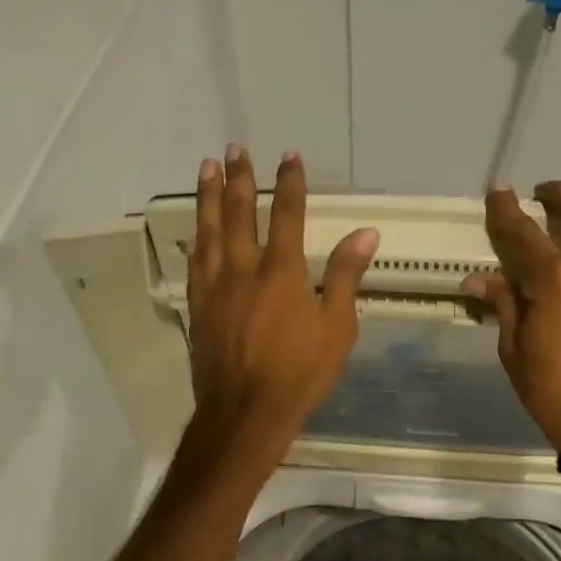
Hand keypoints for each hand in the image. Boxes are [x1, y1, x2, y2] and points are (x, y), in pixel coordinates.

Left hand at [184, 146, 377, 468]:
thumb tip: (366, 233)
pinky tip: (194, 229)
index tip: (288, 156)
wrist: (246, 411)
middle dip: (240, 178)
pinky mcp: (198, 307)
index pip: (287, 215)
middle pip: (240, 213)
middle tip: (234, 149)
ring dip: (209, 197)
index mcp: (281, 271)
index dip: (289, 183)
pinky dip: (194, 239)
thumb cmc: (300, 372)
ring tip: (206, 168)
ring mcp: (215, 287)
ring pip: (209, 230)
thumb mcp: (337, 327)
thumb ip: (346, 276)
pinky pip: (193, 262)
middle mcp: (243, 269)